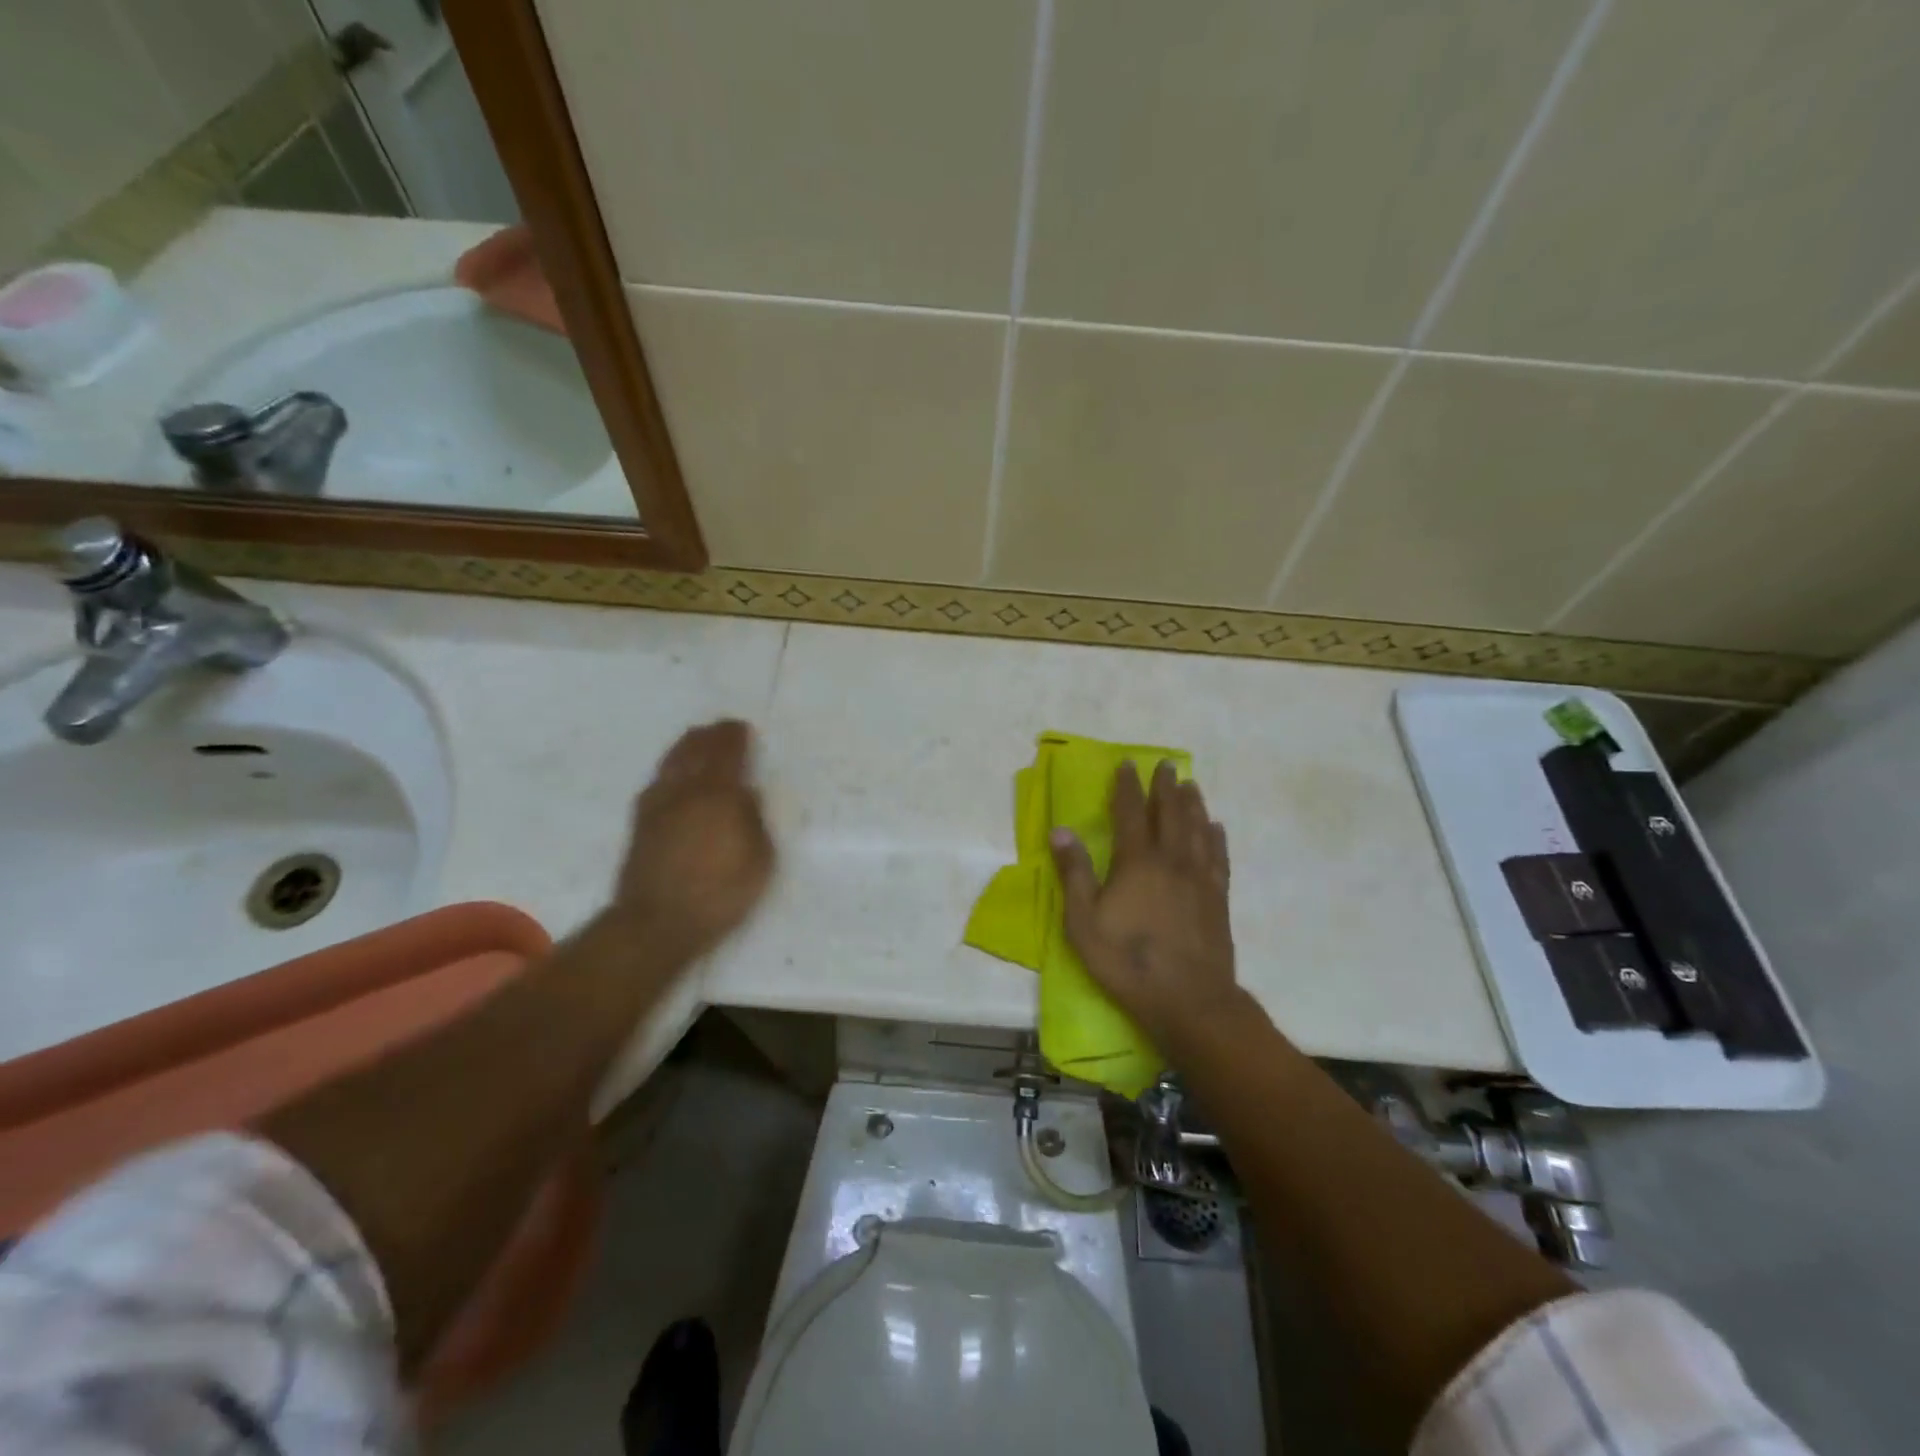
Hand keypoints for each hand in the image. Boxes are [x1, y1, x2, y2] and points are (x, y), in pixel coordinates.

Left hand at [612, 719, 774, 961]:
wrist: (657, 922)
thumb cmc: (720, 892)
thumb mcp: (759, 858)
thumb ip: (754, 820)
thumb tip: (745, 794)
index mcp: (719, 794)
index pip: (726, 753)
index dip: (734, 736)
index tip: (740, 727)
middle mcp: (685, 790)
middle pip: (694, 750)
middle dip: (708, 736)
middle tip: (719, 729)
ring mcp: (657, 805)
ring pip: (671, 762)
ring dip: (685, 747)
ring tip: (694, 740)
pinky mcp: (640, 823)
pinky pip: (657, 781)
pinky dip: (669, 769)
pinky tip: (671, 776)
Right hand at [1049, 760, 1241, 1051]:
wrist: (1189, 1000)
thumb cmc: (1128, 961)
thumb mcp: (1084, 922)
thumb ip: (1074, 874)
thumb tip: (1061, 831)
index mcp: (1136, 862)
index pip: (1130, 813)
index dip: (1127, 787)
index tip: (1128, 765)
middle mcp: (1171, 860)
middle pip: (1169, 813)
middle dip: (1165, 787)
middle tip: (1166, 765)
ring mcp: (1200, 878)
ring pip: (1197, 829)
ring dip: (1192, 804)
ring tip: (1190, 785)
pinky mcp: (1218, 898)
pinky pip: (1218, 857)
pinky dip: (1215, 838)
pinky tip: (1215, 829)